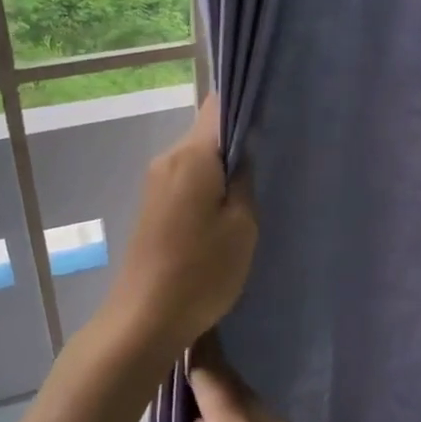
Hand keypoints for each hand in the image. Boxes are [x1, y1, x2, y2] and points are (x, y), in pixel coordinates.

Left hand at [104, 96, 256, 357]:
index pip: (218, 105)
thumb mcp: (242, 226)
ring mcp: (156, 183)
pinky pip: (187, 180)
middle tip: (276, 159)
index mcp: (190, 155)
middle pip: (207, 132)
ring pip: (198, 158)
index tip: (276, 115)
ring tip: (256, 188)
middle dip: (239, 140)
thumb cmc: (201, 272)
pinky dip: (208, 186)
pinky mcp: (153, 206)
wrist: (144, 319)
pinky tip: (228, 210)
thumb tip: (245, 151)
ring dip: (224, 168)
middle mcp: (167, 159)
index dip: (247, 103)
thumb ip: (245, 180)